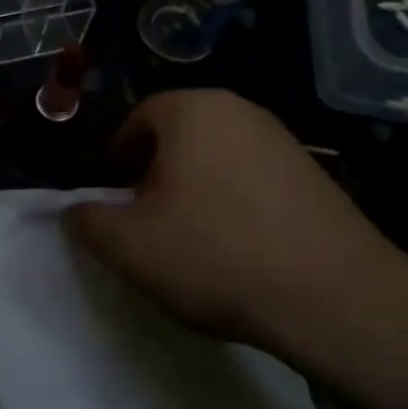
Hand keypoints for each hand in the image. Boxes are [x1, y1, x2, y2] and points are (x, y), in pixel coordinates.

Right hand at [65, 91, 407, 355]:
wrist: (332, 297)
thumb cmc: (214, 255)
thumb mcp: (127, 245)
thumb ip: (87, 220)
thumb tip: (75, 209)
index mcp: (192, 111)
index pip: (140, 117)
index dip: (118, 155)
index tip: (114, 194)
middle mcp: (240, 111)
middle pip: (180, 134)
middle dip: (156, 171)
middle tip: (146, 217)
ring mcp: (284, 141)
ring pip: (218, 155)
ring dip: (195, 188)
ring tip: (191, 237)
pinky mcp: (315, 175)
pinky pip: (254, 178)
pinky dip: (235, 202)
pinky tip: (238, 247)